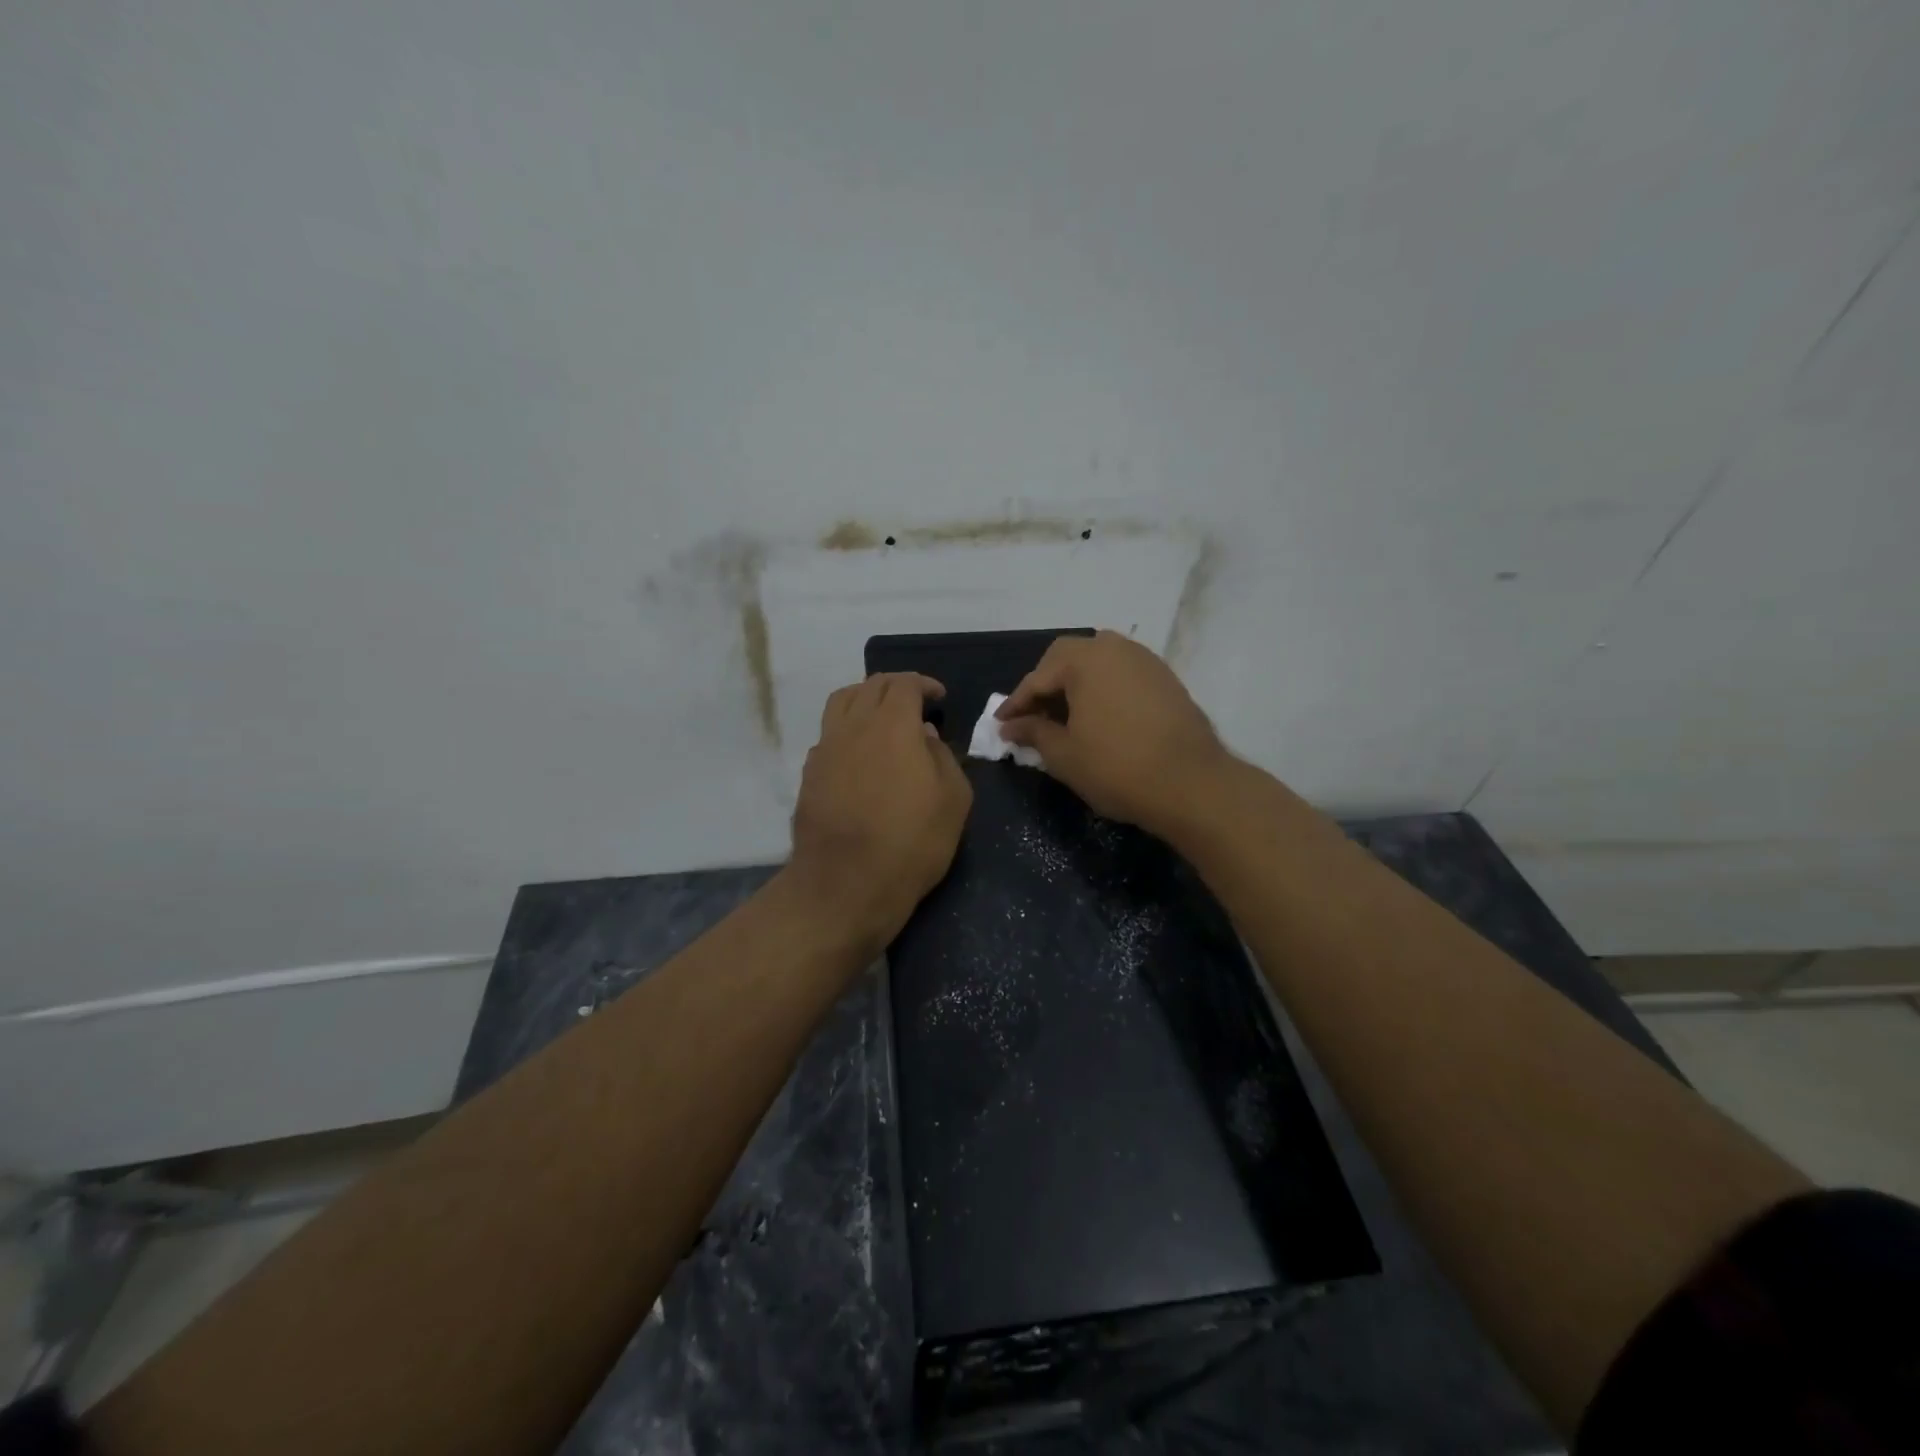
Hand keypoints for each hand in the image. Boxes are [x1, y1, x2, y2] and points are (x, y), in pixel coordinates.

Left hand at [788, 672, 972, 953]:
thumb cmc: (912, 841)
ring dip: (865, 699)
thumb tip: (924, 735)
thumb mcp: (953, 798)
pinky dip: (847, 730)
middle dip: (896, 687)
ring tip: (882, 717)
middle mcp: (854, 726)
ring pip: (842, 703)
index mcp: (892, 724)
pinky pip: (829, 734)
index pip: (904, 684)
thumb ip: (942, 757)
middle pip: (871, 686)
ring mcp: (826, 748)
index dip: (924, 684)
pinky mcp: (809, 774)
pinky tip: (860, 753)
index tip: (938, 697)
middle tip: (915, 702)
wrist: (847, 883)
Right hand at [996, 631, 1229, 834]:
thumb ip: (1033, 732)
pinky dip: (1103, 689)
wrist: (1191, 784)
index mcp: (1085, 659)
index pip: (1038, 678)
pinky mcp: (1166, 679)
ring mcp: (1145, 661)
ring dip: (1076, 684)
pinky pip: (1122, 674)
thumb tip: (1010, 725)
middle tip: (1033, 716)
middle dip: (1046, 685)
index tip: (1001, 725)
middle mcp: (1115, 648)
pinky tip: (1099, 717)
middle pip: (1068, 657)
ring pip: (1098, 662)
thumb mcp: (1064, 754)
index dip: (1016, 704)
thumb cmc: (1117, 767)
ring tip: (1066, 717)